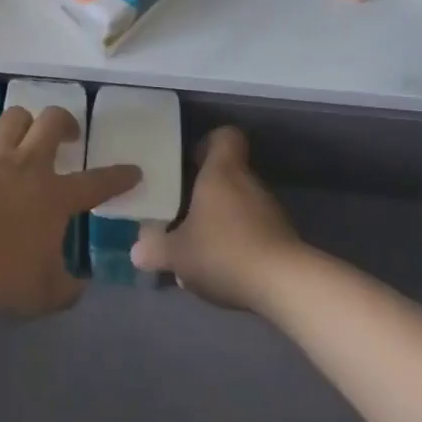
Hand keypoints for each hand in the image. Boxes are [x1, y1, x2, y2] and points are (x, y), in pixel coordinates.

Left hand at [0, 105, 140, 318]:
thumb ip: (66, 288)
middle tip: (68, 134)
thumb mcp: (42, 293)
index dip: (119, 176)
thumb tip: (79, 287)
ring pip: (14, 118)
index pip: (97, 183)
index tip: (133, 170)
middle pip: (52, 122)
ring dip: (24, 123)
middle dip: (66, 122)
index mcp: (54, 196)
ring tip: (23, 136)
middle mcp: (26, 166)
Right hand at [131, 126, 301, 311]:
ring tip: (200, 245)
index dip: (209, 143)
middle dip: (207, 190)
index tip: (190, 161)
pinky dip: (239, 242)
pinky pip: (254, 231)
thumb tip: (137, 251)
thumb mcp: (177, 253)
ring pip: (241, 204)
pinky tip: (223, 268)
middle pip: (230, 173)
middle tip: (183, 209)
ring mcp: (271, 211)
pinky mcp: (283, 239)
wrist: (285, 285)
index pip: (225, 137)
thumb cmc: (224, 251)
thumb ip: (155, 249)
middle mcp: (249, 183)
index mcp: (222, 172)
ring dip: (223, 219)